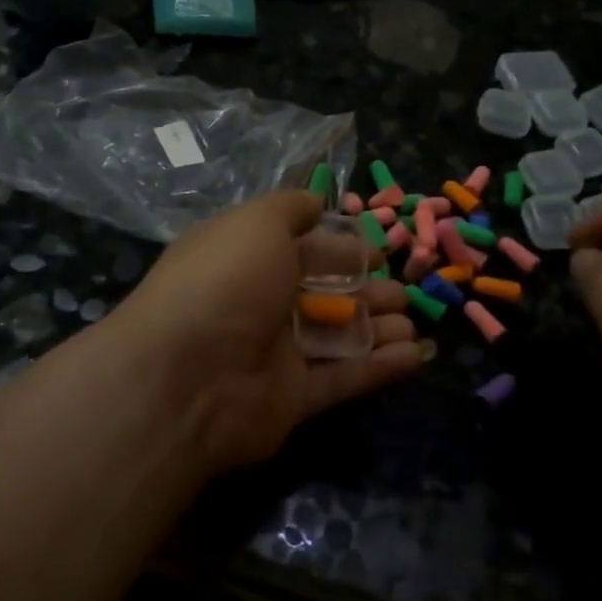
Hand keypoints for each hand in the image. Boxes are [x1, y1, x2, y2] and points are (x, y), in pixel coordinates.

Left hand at [116, 192, 422, 472]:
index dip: (342, 248)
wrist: (186, 377)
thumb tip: (316, 201)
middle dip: (367, 290)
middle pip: (325, 294)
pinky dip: (379, 367)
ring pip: (337, 337)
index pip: (304, 249)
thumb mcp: (256, 223)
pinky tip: (416, 356)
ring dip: (379, 327)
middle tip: (404, 291)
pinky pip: (342, 378)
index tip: (380, 252)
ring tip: (413, 321)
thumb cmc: (224, 283)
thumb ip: (289, 208)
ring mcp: (275, 354)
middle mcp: (261, 304)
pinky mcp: (292, 399)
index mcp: (248, 260)